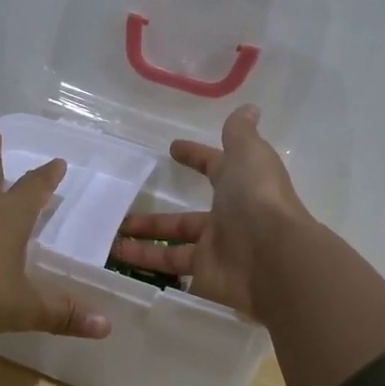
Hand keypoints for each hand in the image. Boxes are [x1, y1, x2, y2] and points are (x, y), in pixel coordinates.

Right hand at [109, 104, 310, 317]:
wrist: (274, 258)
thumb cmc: (258, 199)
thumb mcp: (248, 155)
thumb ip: (240, 134)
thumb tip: (249, 109)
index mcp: (239, 186)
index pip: (214, 167)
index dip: (195, 157)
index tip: (172, 149)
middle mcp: (228, 218)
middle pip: (185, 218)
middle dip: (155, 217)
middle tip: (122, 213)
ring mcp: (217, 249)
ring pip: (173, 244)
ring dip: (142, 242)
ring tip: (110, 239)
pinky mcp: (205, 276)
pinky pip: (172, 268)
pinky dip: (146, 264)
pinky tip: (119, 259)